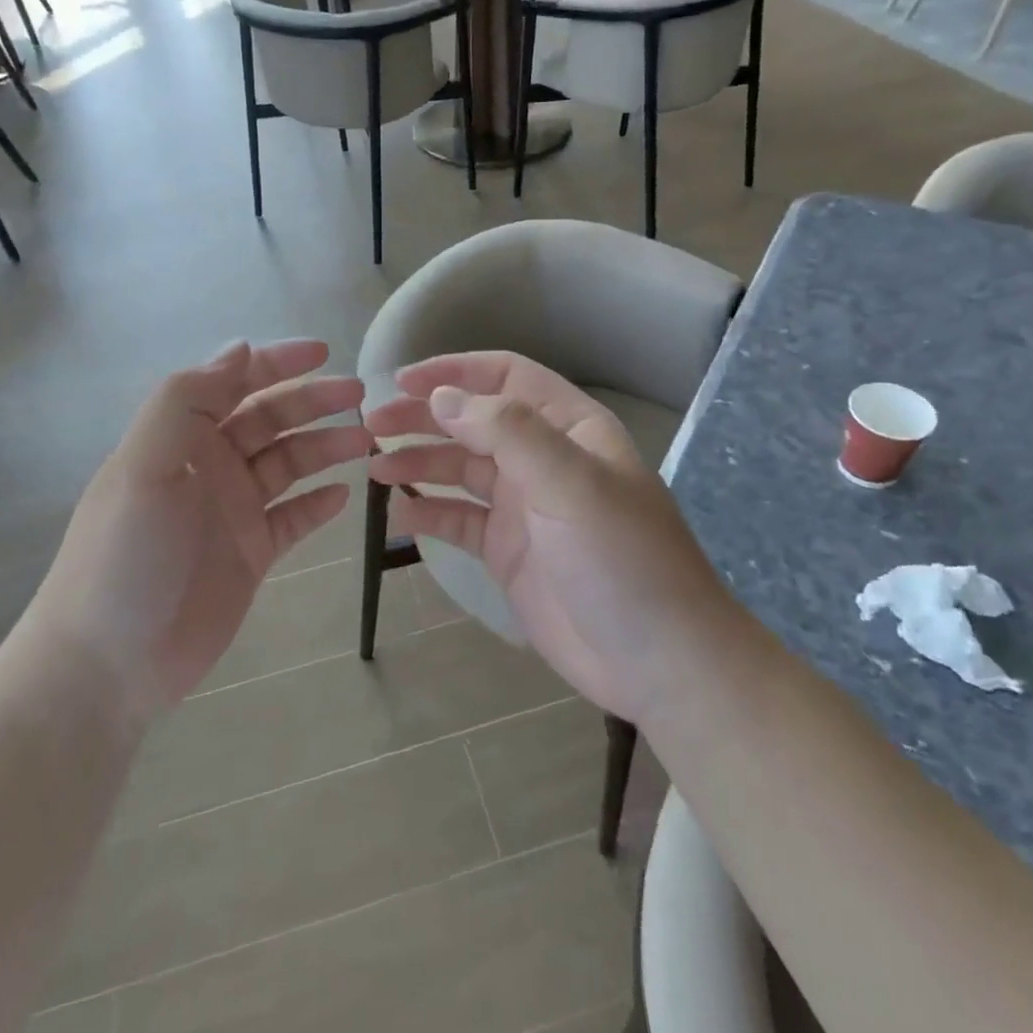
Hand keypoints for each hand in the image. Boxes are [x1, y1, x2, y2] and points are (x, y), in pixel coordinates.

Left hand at [38, 340, 369, 720]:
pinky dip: (317, 504)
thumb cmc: (125, 556)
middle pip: (270, 420)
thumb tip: (239, 349)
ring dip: (325, 449)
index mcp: (182, 437)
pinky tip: (344, 495)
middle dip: (314, 403)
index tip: (324, 353)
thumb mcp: (143, 465)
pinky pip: (292, 518)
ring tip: (365, 444)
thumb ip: (186, 400)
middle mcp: (210, 465)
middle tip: (360, 400)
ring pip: (288, 464)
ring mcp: (232, 510)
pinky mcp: (249, 553)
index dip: (277, 363)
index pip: (235, 382)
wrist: (108, 663)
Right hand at [365, 352, 722, 727]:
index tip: (401, 380)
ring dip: (419, 462)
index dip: (454, 371)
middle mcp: (543, 459)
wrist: (659, 662)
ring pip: (461, 469)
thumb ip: (507, 431)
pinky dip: (430, 512)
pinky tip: (400, 513)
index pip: (505, 377)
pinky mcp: (509, 551)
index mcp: (568, 428)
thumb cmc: (622, 558)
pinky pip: (461, 520)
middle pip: (473, 422)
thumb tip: (442, 397)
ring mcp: (525, 507)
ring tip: (374, 467)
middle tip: (372, 423)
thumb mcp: (570, 482)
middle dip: (424, 417)